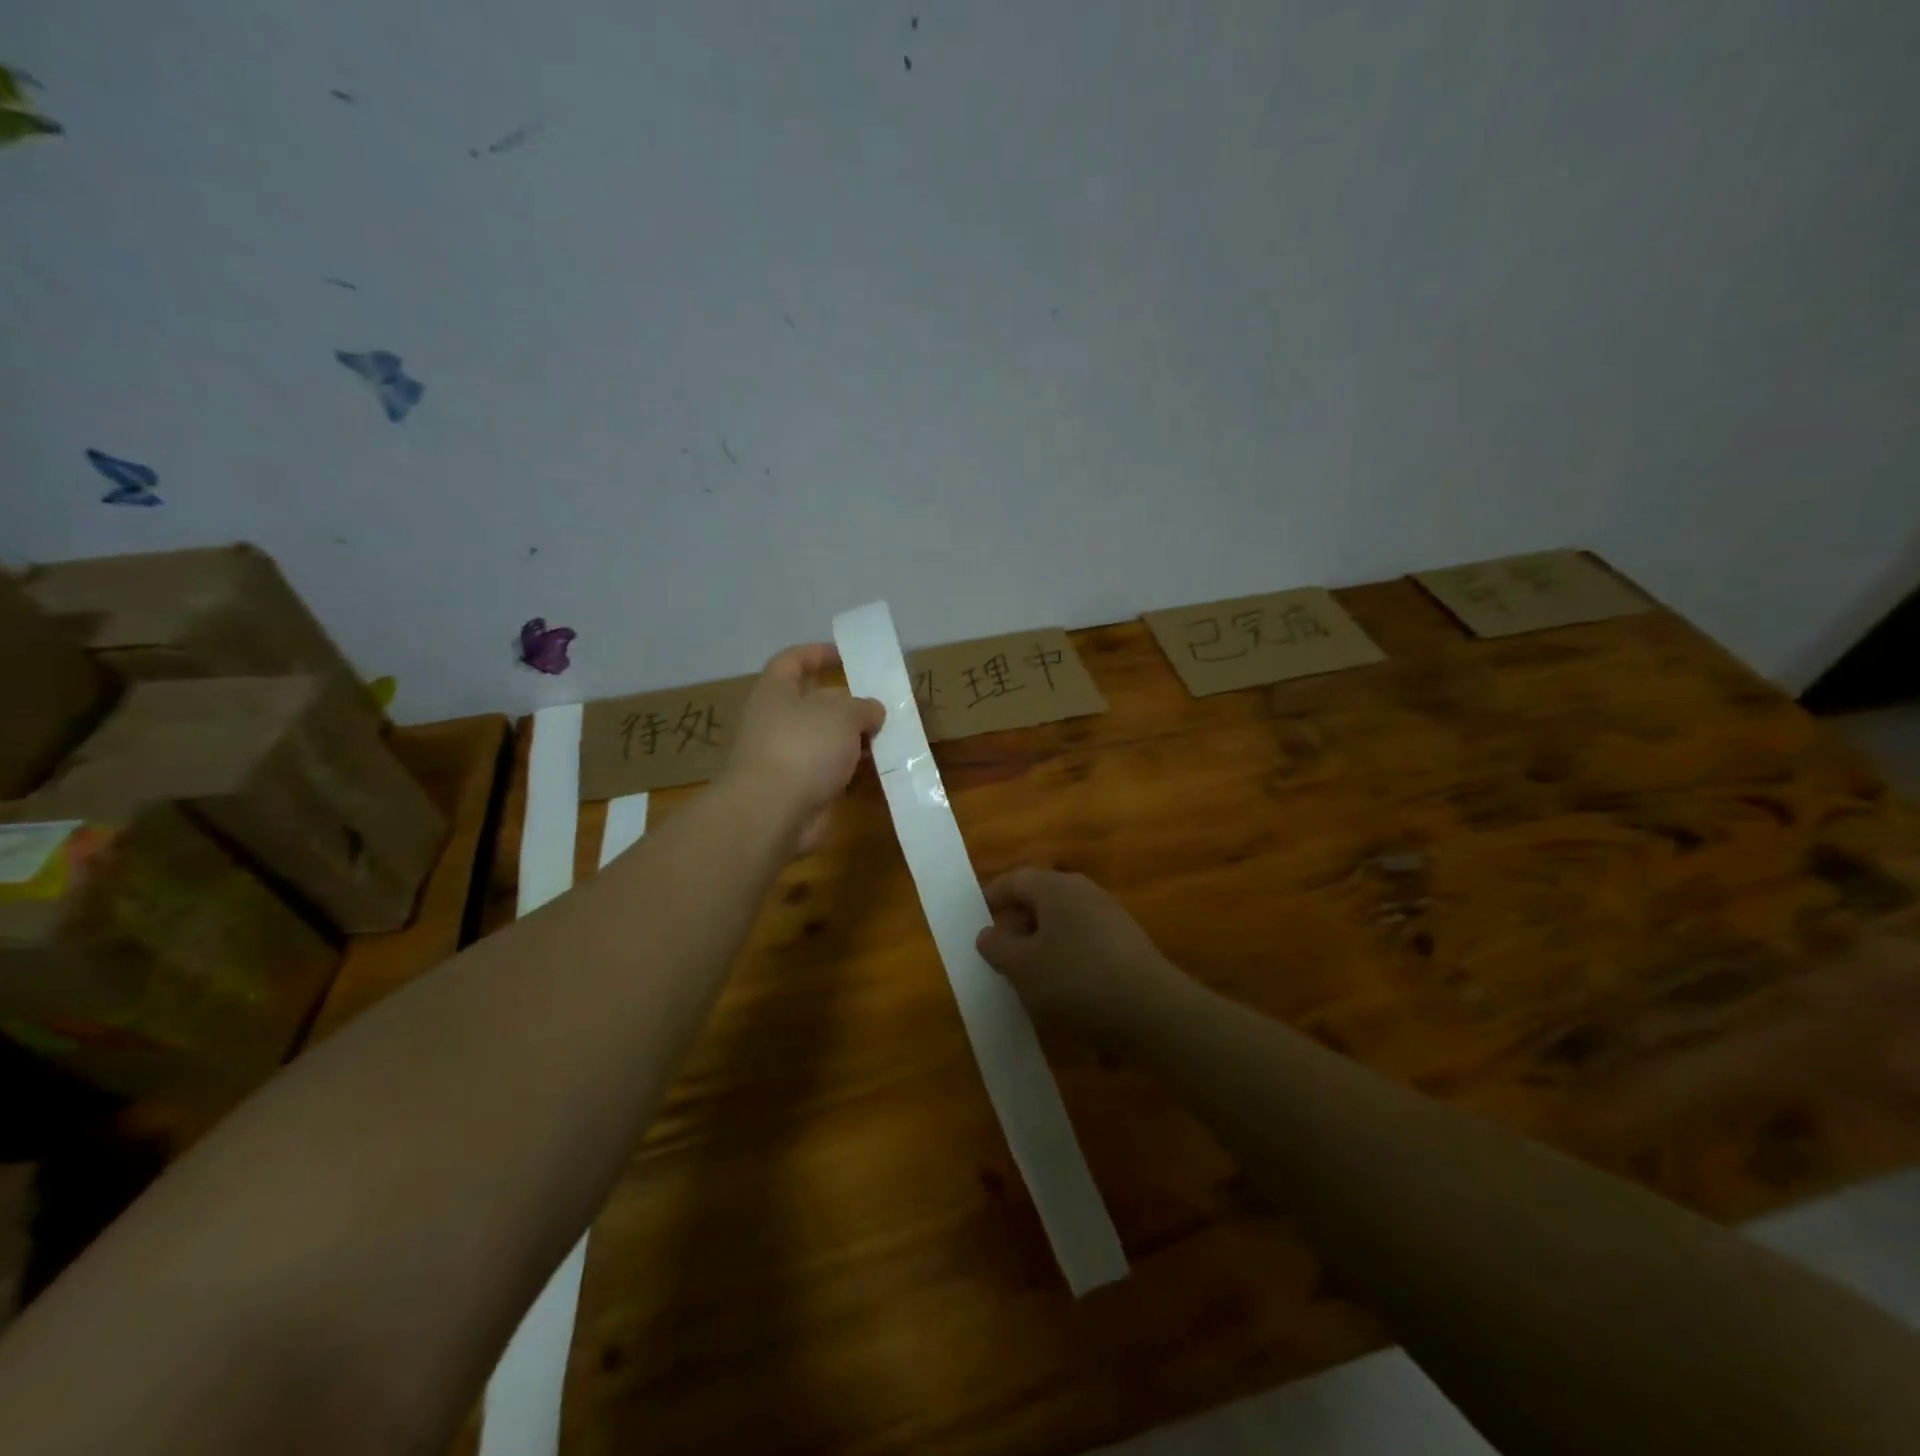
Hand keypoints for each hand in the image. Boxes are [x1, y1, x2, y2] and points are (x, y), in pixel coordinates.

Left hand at [724, 644, 883, 847]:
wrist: (773, 812)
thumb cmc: (803, 746)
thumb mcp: (842, 713)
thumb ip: (862, 706)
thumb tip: (872, 711)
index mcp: (775, 692)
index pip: (792, 661)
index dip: (817, 654)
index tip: (846, 656)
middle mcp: (777, 722)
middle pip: (816, 705)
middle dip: (850, 706)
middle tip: (883, 707)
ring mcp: (787, 758)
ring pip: (828, 743)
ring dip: (858, 743)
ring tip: (891, 741)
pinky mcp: (800, 790)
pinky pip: (833, 775)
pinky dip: (856, 774)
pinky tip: (883, 773)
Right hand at [976, 868, 1188, 1036]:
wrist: (1151, 1010)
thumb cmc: (1075, 980)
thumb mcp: (1022, 968)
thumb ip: (997, 947)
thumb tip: (987, 933)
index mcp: (1055, 887)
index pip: (1015, 880)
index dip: (992, 898)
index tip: (976, 922)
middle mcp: (1084, 891)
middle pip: (1040, 899)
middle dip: (1017, 924)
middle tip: (999, 955)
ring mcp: (1110, 915)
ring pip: (1063, 922)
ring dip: (1042, 944)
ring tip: (1028, 977)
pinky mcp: (1127, 943)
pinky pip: (1084, 941)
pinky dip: (1067, 957)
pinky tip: (1064, 990)